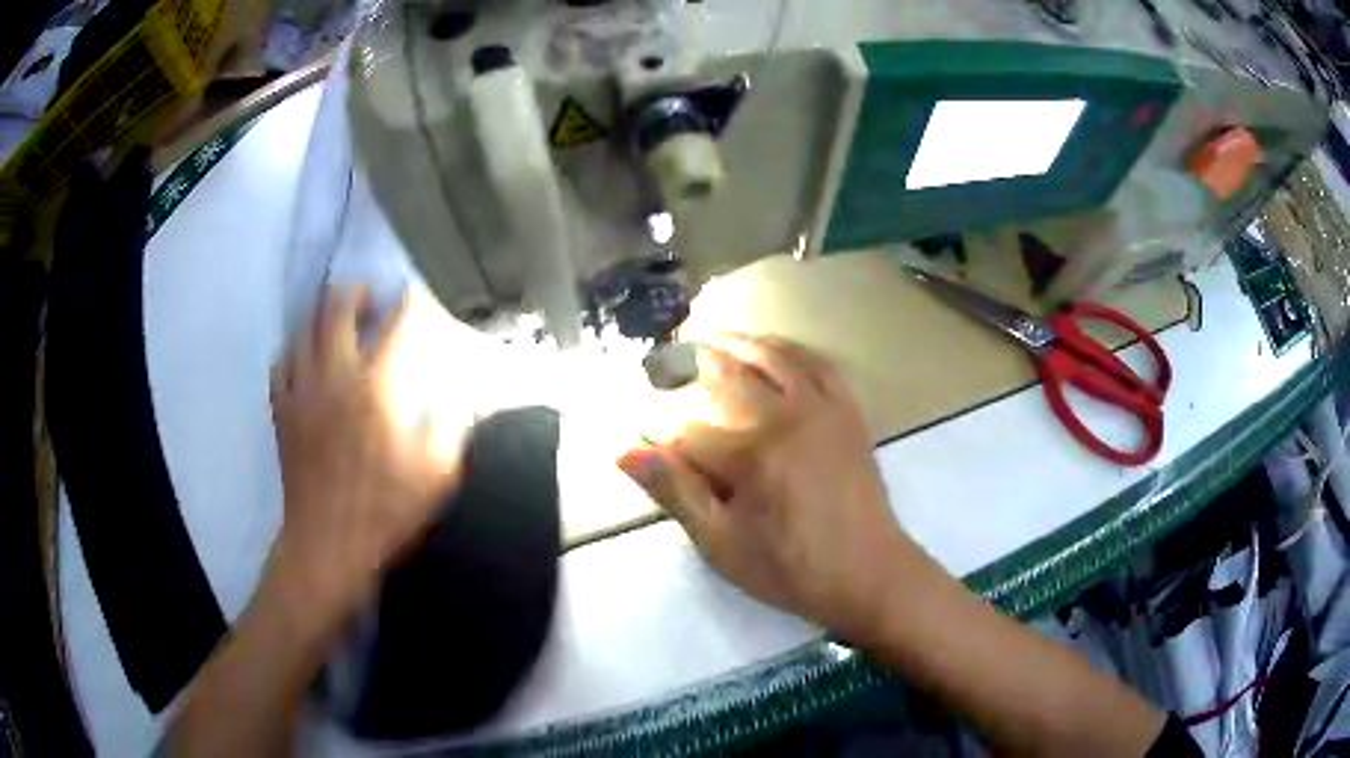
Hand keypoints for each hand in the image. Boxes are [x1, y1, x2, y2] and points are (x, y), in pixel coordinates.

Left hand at [268, 286, 469, 633]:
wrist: (328, 544)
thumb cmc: (385, 511)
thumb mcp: (437, 475)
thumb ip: (451, 426)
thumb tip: (456, 395)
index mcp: (375, 388)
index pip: (395, 324)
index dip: (408, 302)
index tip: (416, 295)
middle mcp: (333, 376)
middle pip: (336, 307)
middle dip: (356, 292)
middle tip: (372, 302)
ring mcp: (302, 391)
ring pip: (303, 328)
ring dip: (323, 317)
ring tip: (338, 325)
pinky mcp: (282, 411)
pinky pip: (282, 363)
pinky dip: (296, 352)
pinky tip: (308, 363)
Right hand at [620, 333, 918, 639]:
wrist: (867, 571)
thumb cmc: (789, 568)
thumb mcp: (722, 545)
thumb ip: (676, 493)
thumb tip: (625, 451)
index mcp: (750, 455)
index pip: (684, 426)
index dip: (653, 421)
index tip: (632, 416)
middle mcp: (784, 416)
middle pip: (722, 378)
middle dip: (683, 366)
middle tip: (658, 360)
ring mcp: (821, 407)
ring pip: (768, 356)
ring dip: (730, 341)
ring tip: (701, 333)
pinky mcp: (846, 409)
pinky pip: (815, 361)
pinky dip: (785, 347)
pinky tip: (767, 345)